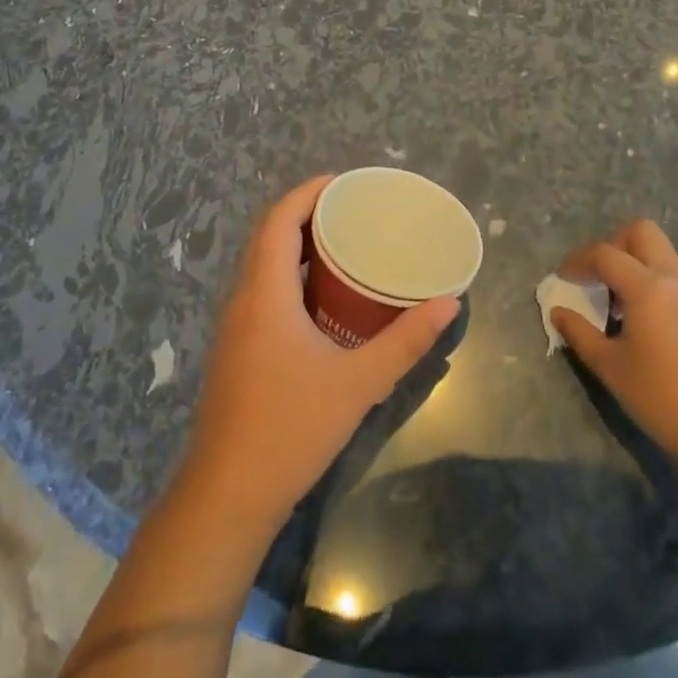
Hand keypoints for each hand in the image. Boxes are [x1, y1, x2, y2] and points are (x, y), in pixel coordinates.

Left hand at [178, 175, 460, 532]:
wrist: (228, 494)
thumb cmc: (291, 428)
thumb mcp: (358, 382)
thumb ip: (405, 341)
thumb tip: (448, 303)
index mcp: (265, 294)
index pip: (278, 220)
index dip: (306, 193)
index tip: (342, 182)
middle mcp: (242, 300)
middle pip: (267, 237)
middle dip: (305, 215)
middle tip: (351, 212)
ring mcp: (233, 327)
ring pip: (261, 267)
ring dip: (294, 247)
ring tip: (341, 246)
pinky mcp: (235, 351)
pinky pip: (260, 293)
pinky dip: (287, 277)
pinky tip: (319, 300)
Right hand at [552, 220, 677, 473]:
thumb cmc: (660, 398)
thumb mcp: (609, 366)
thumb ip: (579, 332)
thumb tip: (558, 312)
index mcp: (647, 288)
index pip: (605, 254)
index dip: (578, 260)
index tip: (563, 278)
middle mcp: (675, 280)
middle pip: (642, 232)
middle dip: (614, 244)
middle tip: (598, 276)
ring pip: (663, 255)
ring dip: (636, 265)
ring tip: (620, 305)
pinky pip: (677, 280)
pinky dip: (656, 286)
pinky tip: (648, 325)